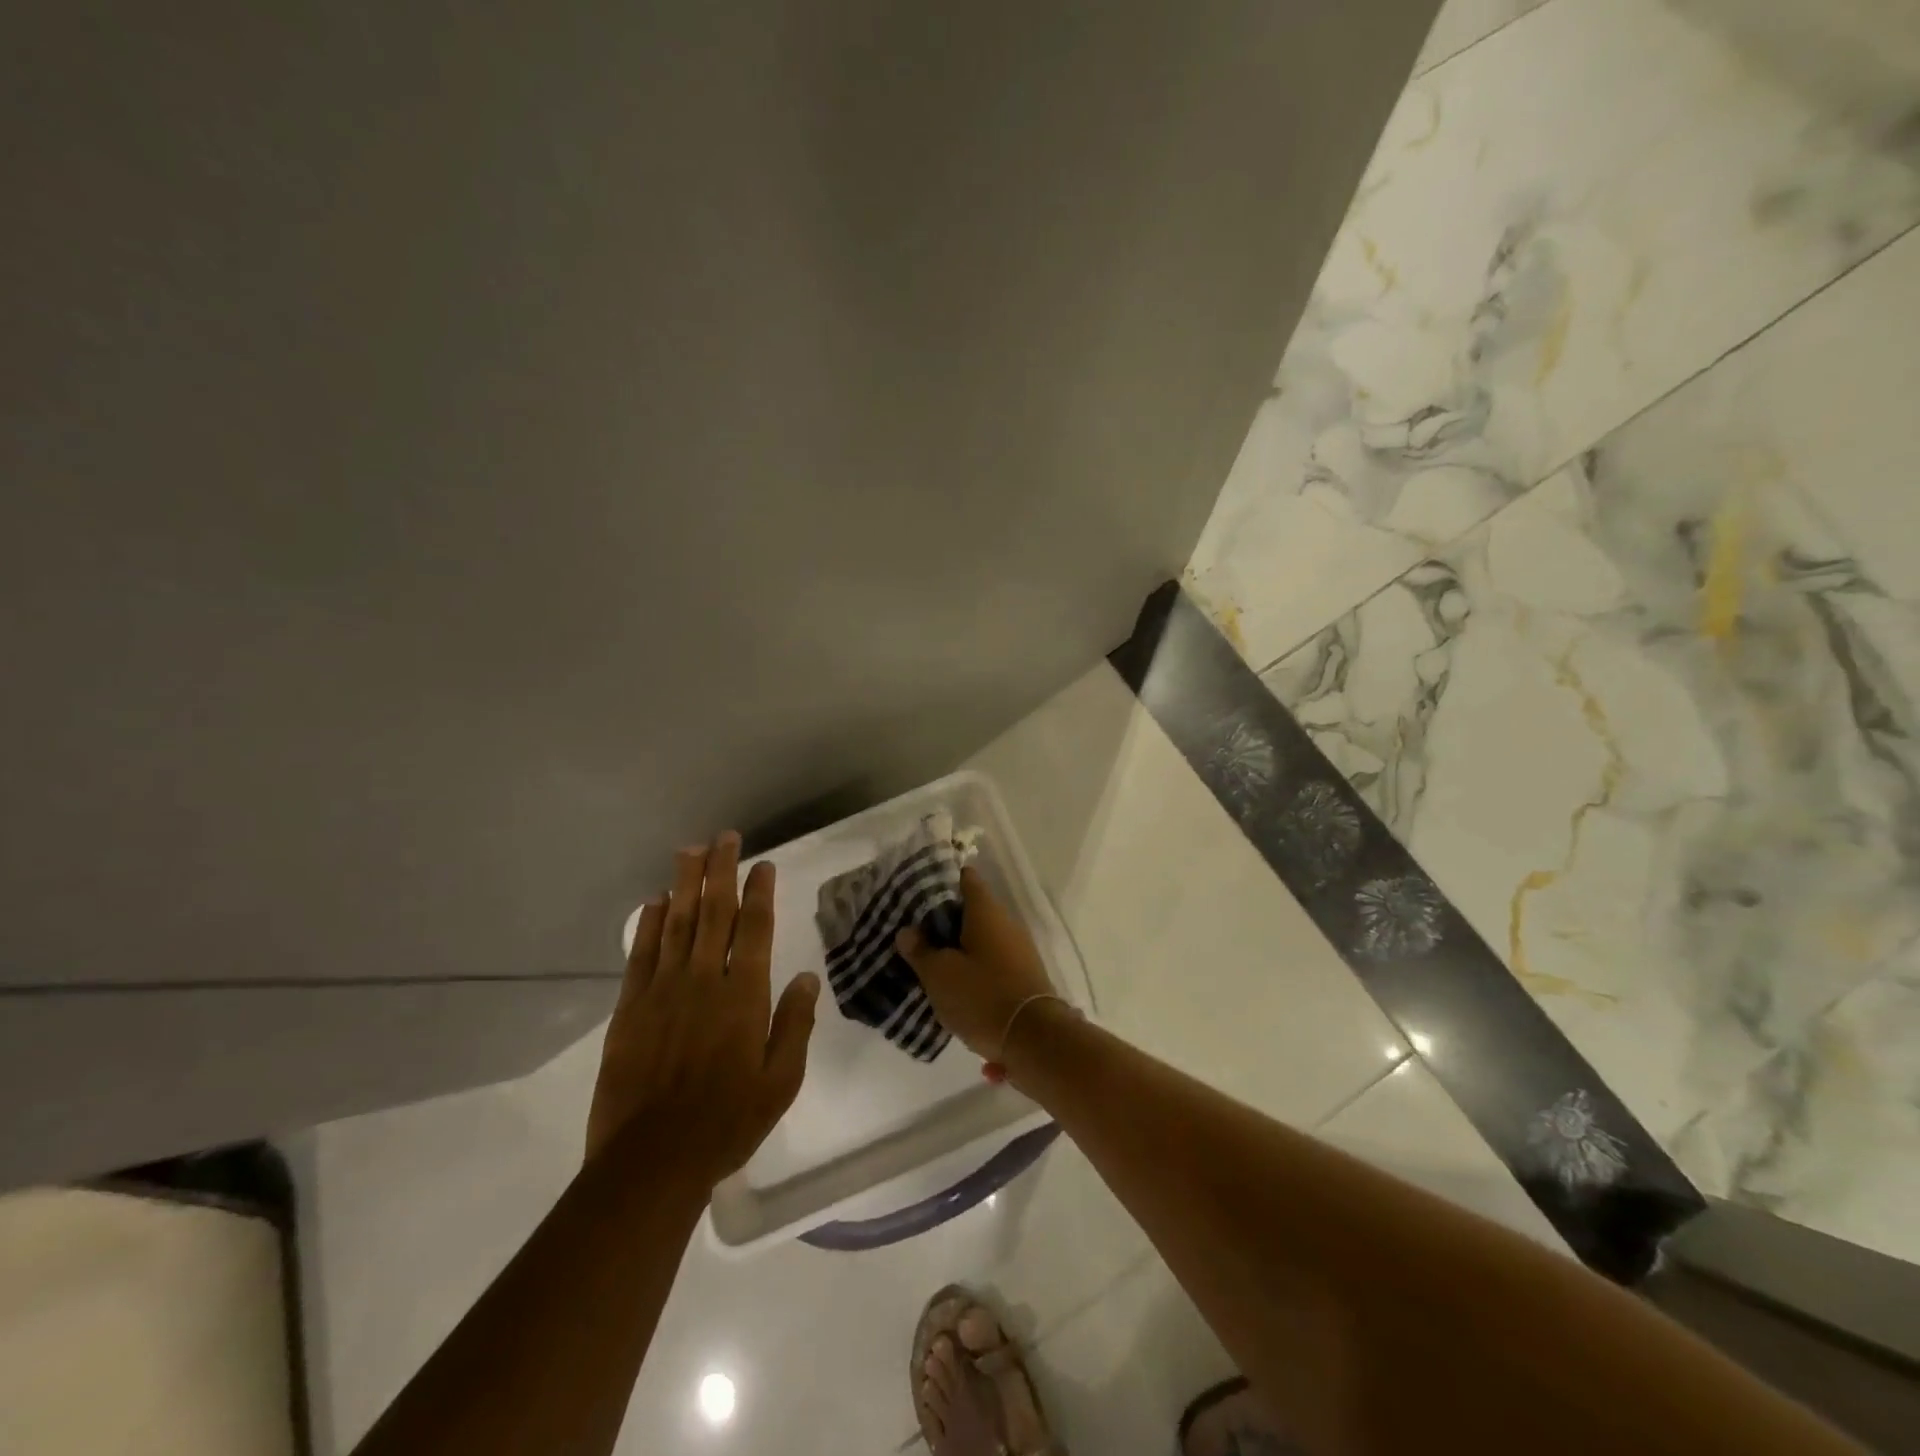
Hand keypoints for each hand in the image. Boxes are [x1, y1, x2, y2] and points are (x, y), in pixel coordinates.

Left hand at [585, 832, 819, 1186]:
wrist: (651, 1161)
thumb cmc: (727, 1122)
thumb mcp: (780, 1081)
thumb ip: (794, 1024)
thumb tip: (805, 977)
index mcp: (744, 996)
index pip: (755, 929)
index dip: (759, 892)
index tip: (763, 864)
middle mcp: (704, 980)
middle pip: (714, 912)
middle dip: (720, 870)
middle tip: (724, 837)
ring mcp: (663, 991)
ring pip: (676, 923)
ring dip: (684, 884)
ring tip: (690, 851)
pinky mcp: (630, 1008)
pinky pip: (641, 954)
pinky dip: (649, 924)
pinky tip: (654, 901)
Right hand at [894, 867, 1056, 1077]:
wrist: (1035, 1040)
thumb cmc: (982, 997)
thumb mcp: (939, 975)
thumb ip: (921, 951)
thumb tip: (908, 931)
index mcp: (986, 911)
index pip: (965, 878)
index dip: (942, 880)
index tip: (918, 891)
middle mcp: (1006, 923)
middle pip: (972, 910)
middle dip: (945, 919)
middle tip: (916, 932)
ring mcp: (1019, 950)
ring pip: (982, 938)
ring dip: (960, 947)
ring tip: (931, 961)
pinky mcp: (1023, 975)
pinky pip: (993, 961)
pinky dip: (975, 968)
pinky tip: (956, 986)